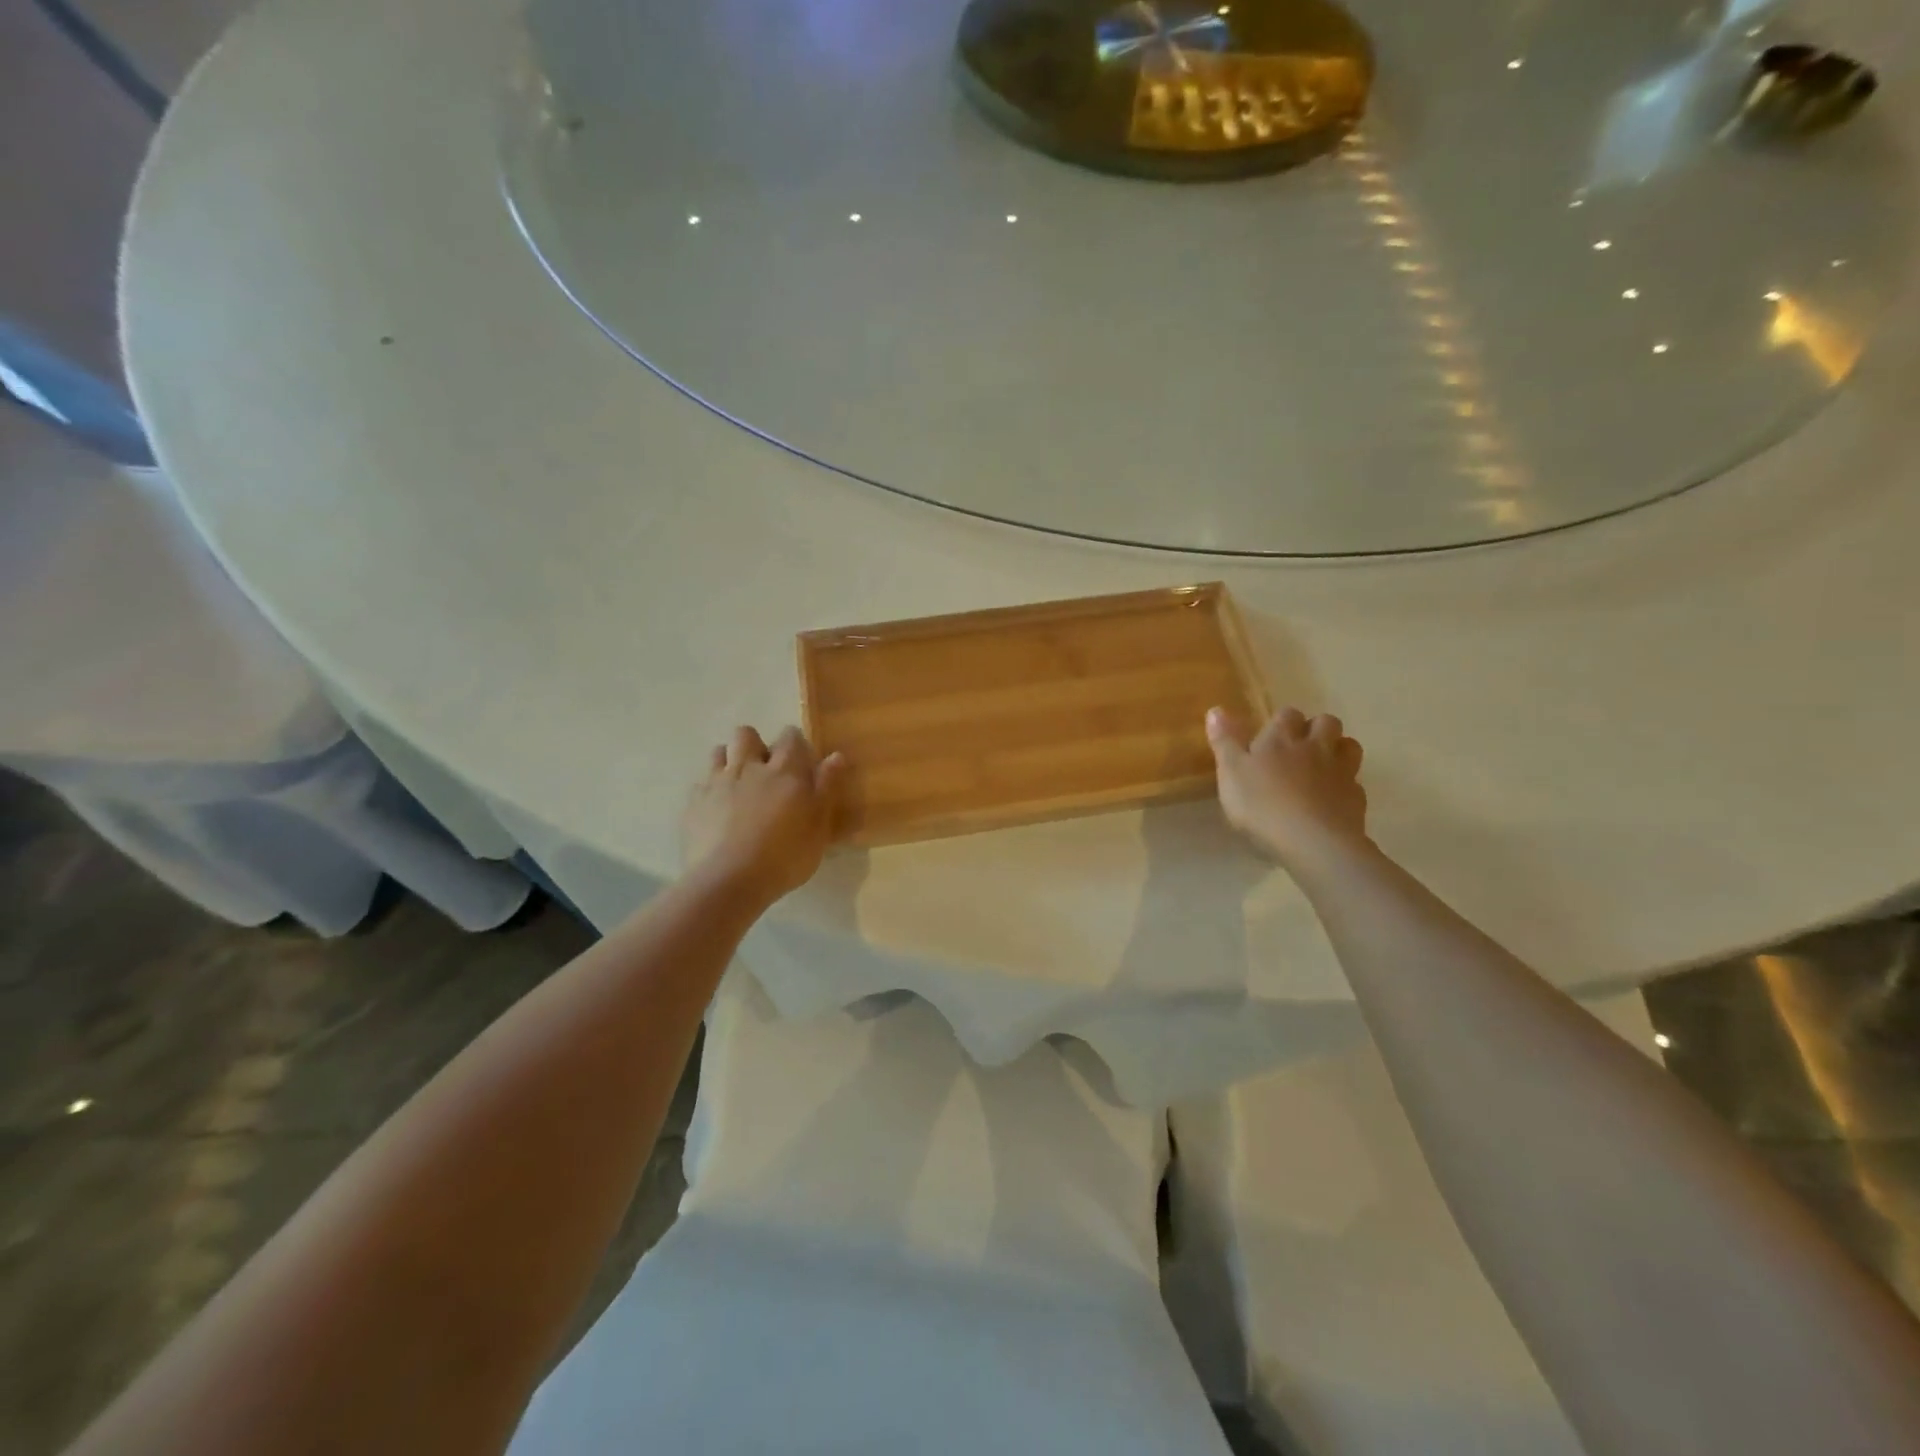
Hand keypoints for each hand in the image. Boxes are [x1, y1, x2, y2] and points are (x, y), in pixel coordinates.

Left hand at [682, 726, 845, 905]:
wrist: (728, 881)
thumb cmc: (784, 857)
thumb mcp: (818, 827)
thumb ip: (826, 788)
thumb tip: (835, 755)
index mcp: (784, 771)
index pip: (790, 737)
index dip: (795, 743)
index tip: (801, 760)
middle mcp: (748, 768)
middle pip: (746, 735)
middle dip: (756, 744)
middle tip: (766, 770)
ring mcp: (717, 784)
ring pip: (719, 752)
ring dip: (730, 761)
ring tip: (739, 785)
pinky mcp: (694, 804)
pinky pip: (700, 784)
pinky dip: (710, 790)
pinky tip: (717, 811)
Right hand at [1206, 706, 1368, 869]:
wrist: (1312, 842)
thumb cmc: (1262, 805)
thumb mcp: (1230, 773)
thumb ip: (1224, 741)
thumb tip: (1216, 709)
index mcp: (1281, 738)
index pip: (1287, 714)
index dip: (1281, 721)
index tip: (1270, 736)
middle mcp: (1315, 747)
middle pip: (1326, 722)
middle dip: (1315, 728)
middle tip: (1300, 747)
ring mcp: (1341, 772)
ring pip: (1349, 746)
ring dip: (1338, 749)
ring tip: (1322, 766)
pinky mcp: (1356, 798)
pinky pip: (1355, 783)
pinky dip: (1345, 786)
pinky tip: (1331, 800)